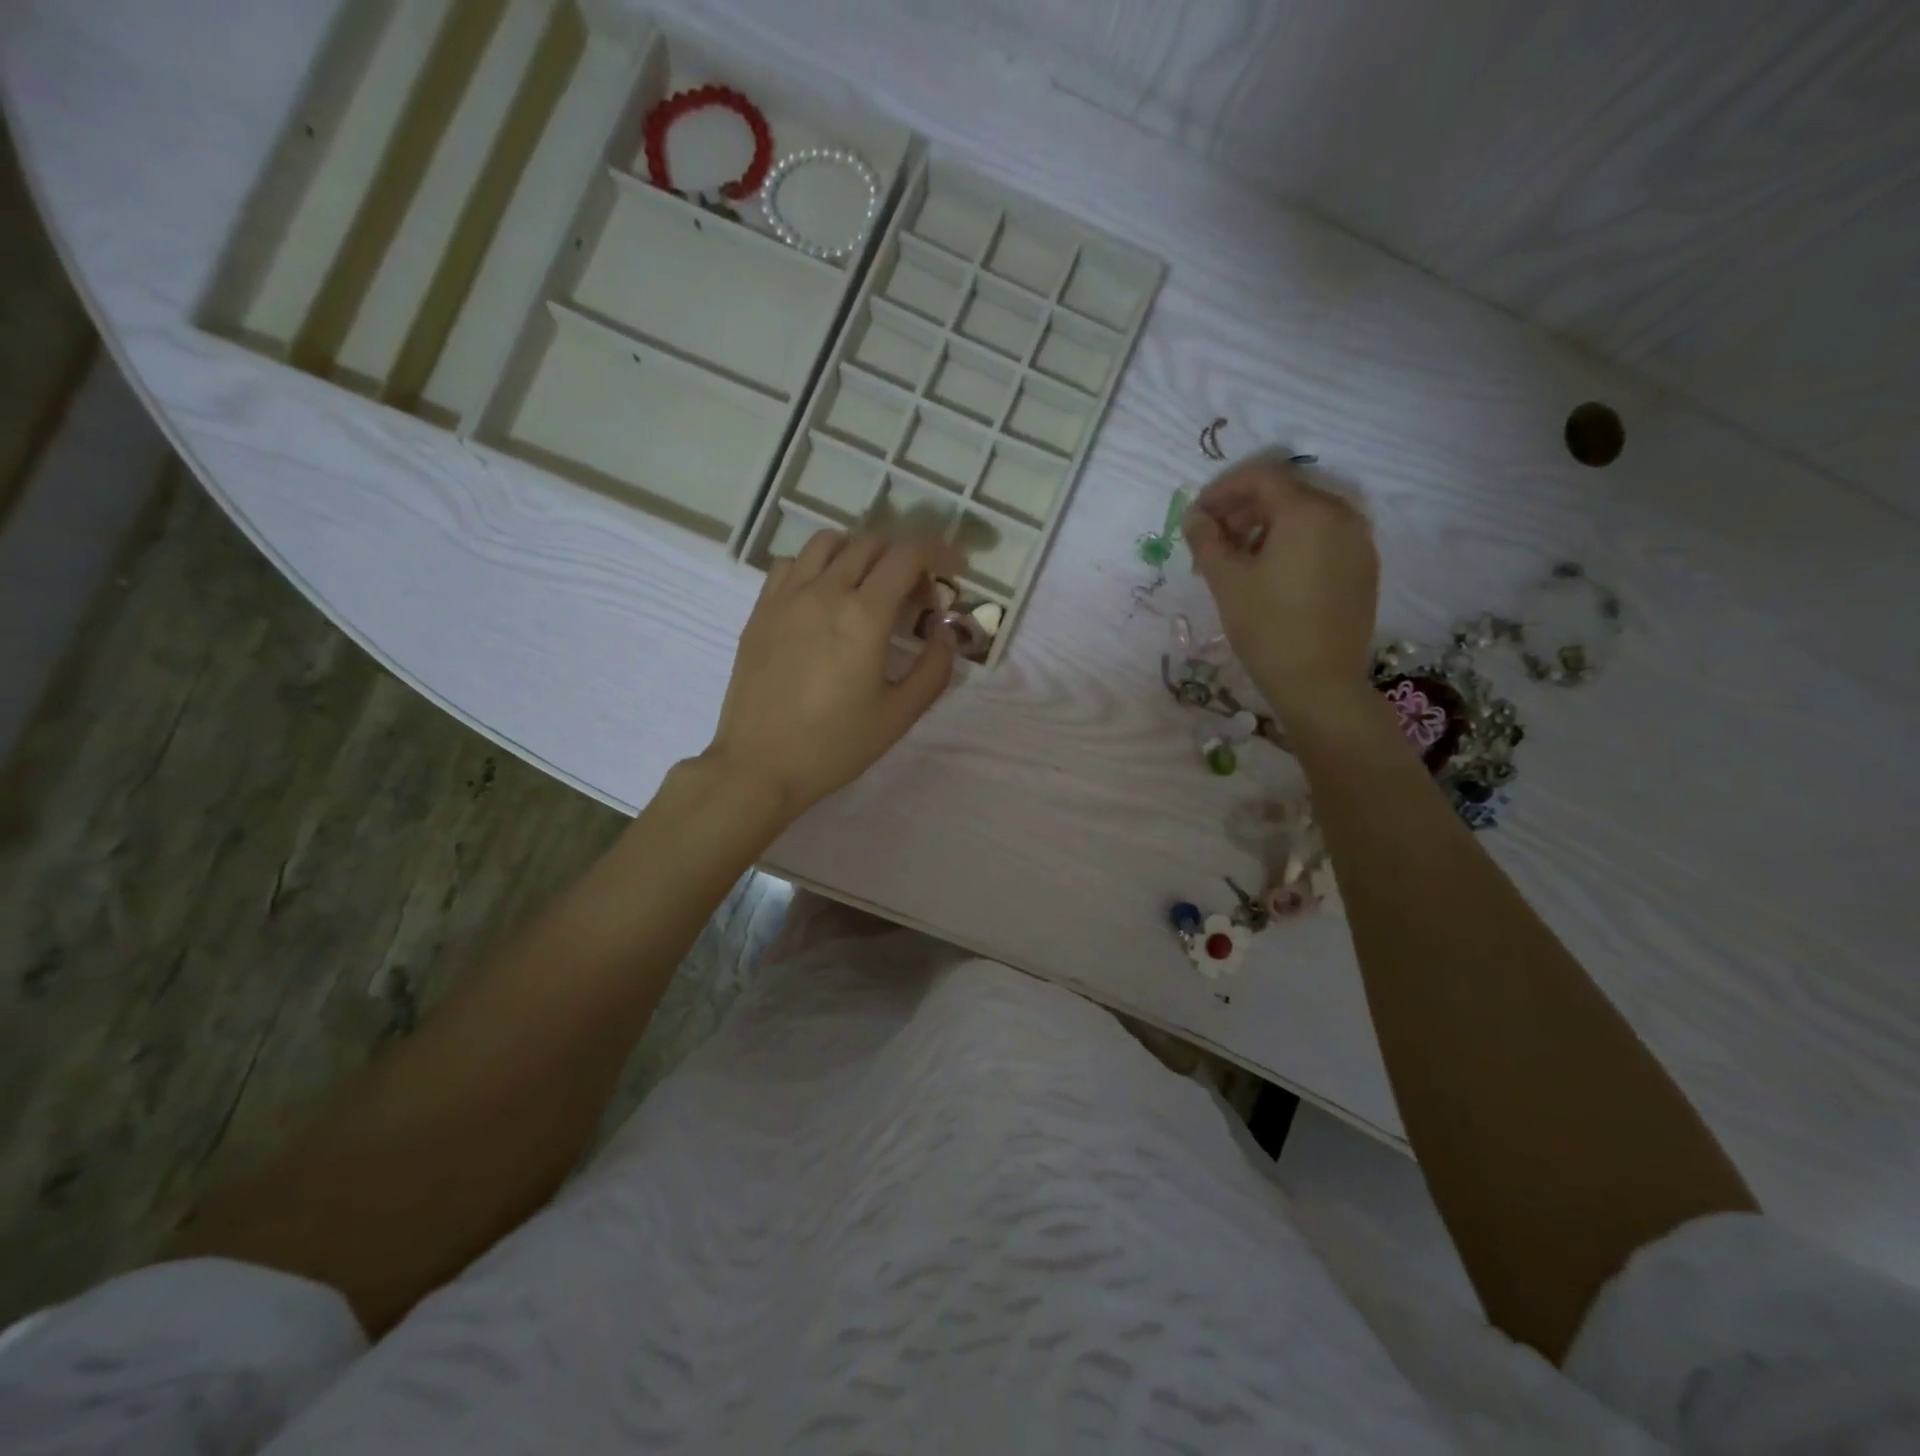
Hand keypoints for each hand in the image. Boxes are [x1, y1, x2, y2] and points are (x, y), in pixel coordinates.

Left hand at [702, 529, 958, 818]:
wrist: (759, 766)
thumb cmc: (835, 745)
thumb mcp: (899, 715)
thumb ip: (934, 669)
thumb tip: (944, 634)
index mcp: (864, 615)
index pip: (908, 555)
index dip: (939, 553)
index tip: (955, 571)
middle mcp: (824, 592)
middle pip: (871, 544)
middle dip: (904, 559)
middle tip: (916, 597)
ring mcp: (786, 597)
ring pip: (827, 543)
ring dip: (860, 552)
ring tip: (870, 586)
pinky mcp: (760, 610)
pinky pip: (791, 563)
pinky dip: (817, 565)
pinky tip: (823, 596)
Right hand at [1184, 458, 1378, 719]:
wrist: (1319, 683)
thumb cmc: (1267, 628)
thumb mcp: (1226, 581)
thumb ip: (1206, 540)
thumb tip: (1195, 517)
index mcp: (1308, 512)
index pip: (1261, 477)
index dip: (1223, 490)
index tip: (1197, 515)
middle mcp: (1342, 515)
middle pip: (1286, 493)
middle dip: (1244, 508)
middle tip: (1213, 538)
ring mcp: (1358, 541)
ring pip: (1306, 515)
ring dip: (1267, 525)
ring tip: (1238, 557)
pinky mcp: (1363, 567)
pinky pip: (1324, 537)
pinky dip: (1293, 542)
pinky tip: (1271, 572)